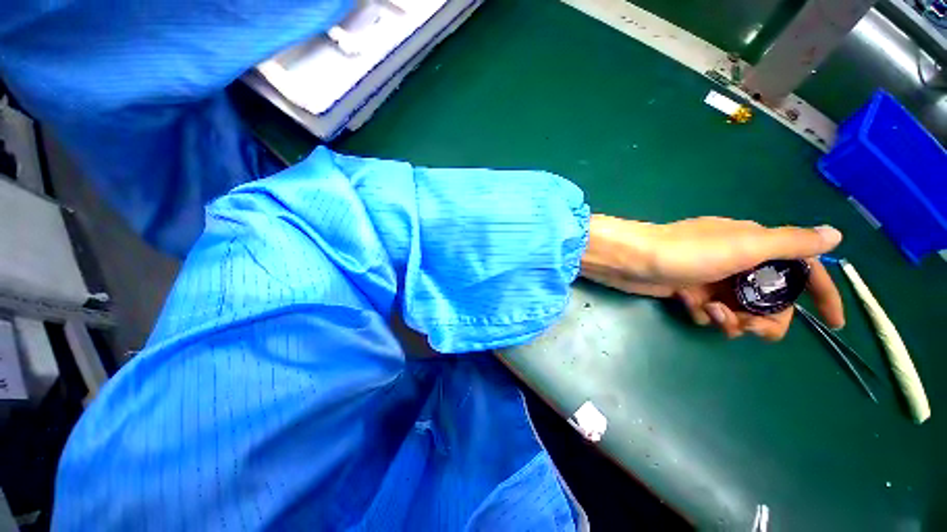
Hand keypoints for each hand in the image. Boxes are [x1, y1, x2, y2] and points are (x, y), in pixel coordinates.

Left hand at [580, 215, 843, 340]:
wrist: (630, 260)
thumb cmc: (686, 252)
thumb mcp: (744, 245)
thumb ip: (790, 243)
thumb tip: (834, 235)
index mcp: (755, 246)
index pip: (802, 269)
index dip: (822, 294)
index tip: (835, 324)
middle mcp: (736, 262)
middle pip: (771, 300)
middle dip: (764, 319)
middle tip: (745, 324)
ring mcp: (710, 278)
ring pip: (740, 310)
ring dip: (730, 319)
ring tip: (710, 312)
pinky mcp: (687, 290)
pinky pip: (709, 311)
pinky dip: (703, 313)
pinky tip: (687, 303)